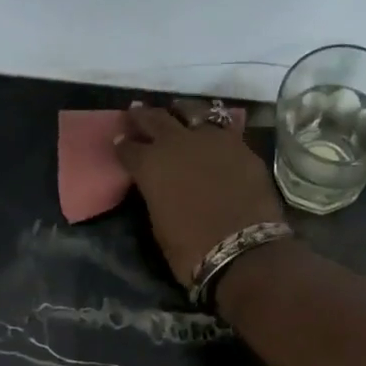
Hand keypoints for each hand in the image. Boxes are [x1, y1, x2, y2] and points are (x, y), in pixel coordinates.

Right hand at [114, 101, 286, 290]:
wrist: (244, 253)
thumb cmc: (192, 251)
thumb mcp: (160, 226)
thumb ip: (156, 196)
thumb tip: (158, 187)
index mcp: (151, 165)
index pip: (128, 148)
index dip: (123, 146)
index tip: (121, 142)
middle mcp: (178, 143)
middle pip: (156, 119)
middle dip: (143, 117)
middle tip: (137, 113)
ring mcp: (213, 140)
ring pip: (192, 112)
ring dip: (180, 113)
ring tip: (177, 115)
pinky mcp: (241, 146)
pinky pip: (222, 128)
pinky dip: (212, 129)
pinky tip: (212, 135)